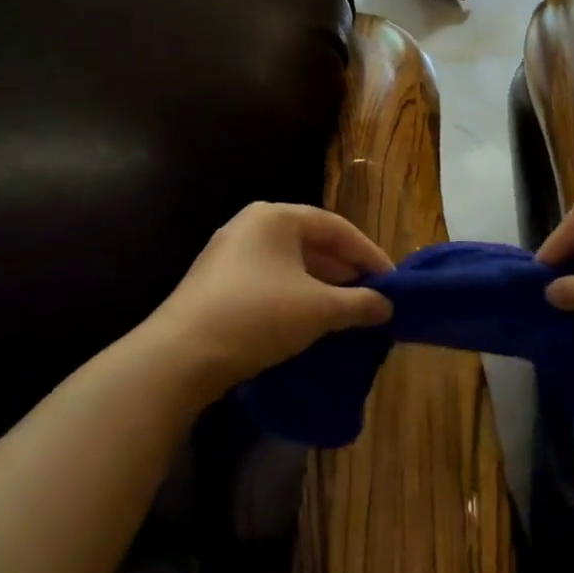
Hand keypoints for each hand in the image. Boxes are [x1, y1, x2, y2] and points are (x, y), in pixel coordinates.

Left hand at [146, 203, 393, 392]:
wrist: (180, 355)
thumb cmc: (258, 315)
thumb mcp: (319, 309)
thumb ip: (360, 303)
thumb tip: (387, 306)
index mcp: (276, 216)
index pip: (337, 228)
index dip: (369, 254)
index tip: (392, 281)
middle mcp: (251, 226)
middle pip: (313, 244)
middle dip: (346, 271)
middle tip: (373, 297)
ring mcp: (229, 255)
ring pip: (291, 265)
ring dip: (323, 286)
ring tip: (349, 311)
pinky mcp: (217, 284)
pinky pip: (270, 281)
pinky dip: (296, 297)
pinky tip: (312, 321)